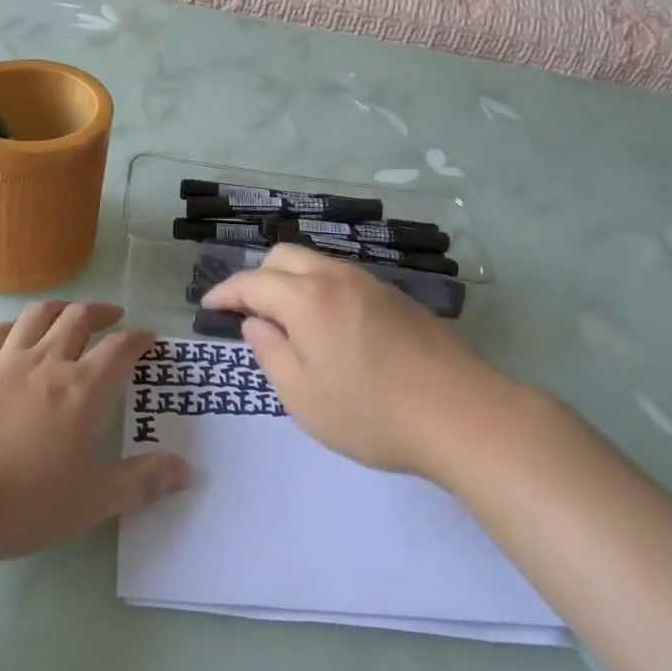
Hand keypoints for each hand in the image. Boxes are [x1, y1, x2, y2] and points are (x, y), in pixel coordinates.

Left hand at [0, 301, 189, 563]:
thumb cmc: (25, 502)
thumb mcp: (94, 501)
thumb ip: (144, 482)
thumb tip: (187, 469)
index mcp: (84, 389)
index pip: (121, 347)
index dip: (140, 339)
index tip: (149, 338)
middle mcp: (48, 361)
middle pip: (80, 317)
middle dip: (102, 311)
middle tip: (113, 316)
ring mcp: (5, 360)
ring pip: (38, 315)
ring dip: (60, 308)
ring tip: (69, 313)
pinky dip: (13, 326)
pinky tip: (15, 334)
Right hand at [202, 245, 524, 478]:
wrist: (463, 414)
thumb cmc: (372, 413)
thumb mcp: (304, 397)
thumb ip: (271, 353)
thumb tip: (255, 323)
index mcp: (307, 299)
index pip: (252, 282)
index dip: (225, 292)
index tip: (207, 306)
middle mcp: (337, 278)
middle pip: (284, 256)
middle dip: (257, 276)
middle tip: (249, 312)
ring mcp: (372, 284)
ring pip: (317, 263)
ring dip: (291, 281)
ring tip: (288, 321)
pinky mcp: (398, 298)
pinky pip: (344, 279)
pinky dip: (321, 289)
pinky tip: (331, 327)